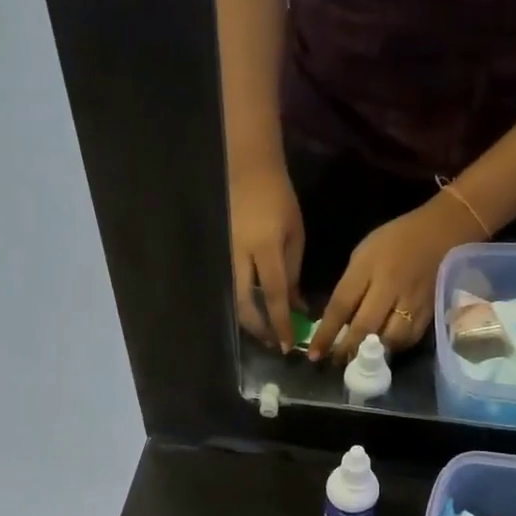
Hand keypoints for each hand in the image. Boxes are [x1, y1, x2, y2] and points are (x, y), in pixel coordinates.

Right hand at [229, 158, 305, 351]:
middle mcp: (239, 256)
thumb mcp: (294, 234)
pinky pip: (229, 286)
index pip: (273, 295)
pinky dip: (241, 303)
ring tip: (264, 332)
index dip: (280, 322)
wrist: (247, 171)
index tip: (287, 345)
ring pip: (232, 298)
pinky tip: (252, 311)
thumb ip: (294, 272)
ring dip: (248, 319)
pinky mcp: (219, 254)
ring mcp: (225, 255)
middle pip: (244, 304)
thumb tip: (296, 306)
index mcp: (264, 248)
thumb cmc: (278, 199)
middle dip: (258, 328)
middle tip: (272, 343)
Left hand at [307, 195, 481, 361]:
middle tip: (336, 363)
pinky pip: (410, 338)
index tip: (314, 354)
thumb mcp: (363, 254)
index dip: (326, 334)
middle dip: (347, 349)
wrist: (442, 231)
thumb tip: (338, 320)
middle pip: (365, 327)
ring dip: (373, 353)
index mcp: (367, 268)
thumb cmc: (395, 240)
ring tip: (361, 359)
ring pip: (390, 338)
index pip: (340, 306)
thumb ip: (350, 285)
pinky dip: (395, 347)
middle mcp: (389, 286)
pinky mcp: (430, 310)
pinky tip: (386, 349)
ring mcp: (412, 300)